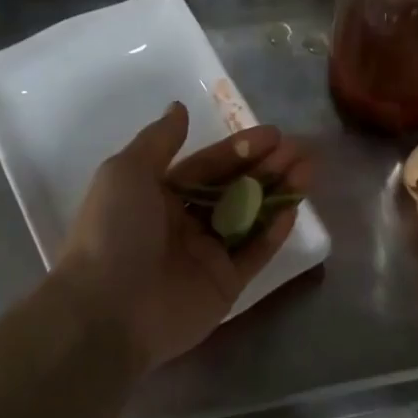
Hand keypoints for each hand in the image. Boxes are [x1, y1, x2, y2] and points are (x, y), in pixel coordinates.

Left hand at [55, 102, 312, 371]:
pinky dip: (273, 233)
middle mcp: (183, 222)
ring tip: (308, 170)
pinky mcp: (224, 285)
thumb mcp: (127, 172)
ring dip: (277, 193)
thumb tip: (179, 108)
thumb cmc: (115, 231)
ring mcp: (205, 255)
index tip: (273, 134)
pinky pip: (254, 253)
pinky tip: (294, 209)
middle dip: (266, 167)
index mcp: (157, 195)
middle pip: (233, 188)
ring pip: (249, 217)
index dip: (239, 149)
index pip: (207, 165)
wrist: (109, 309)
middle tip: (300, 149)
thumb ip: (159, 140)